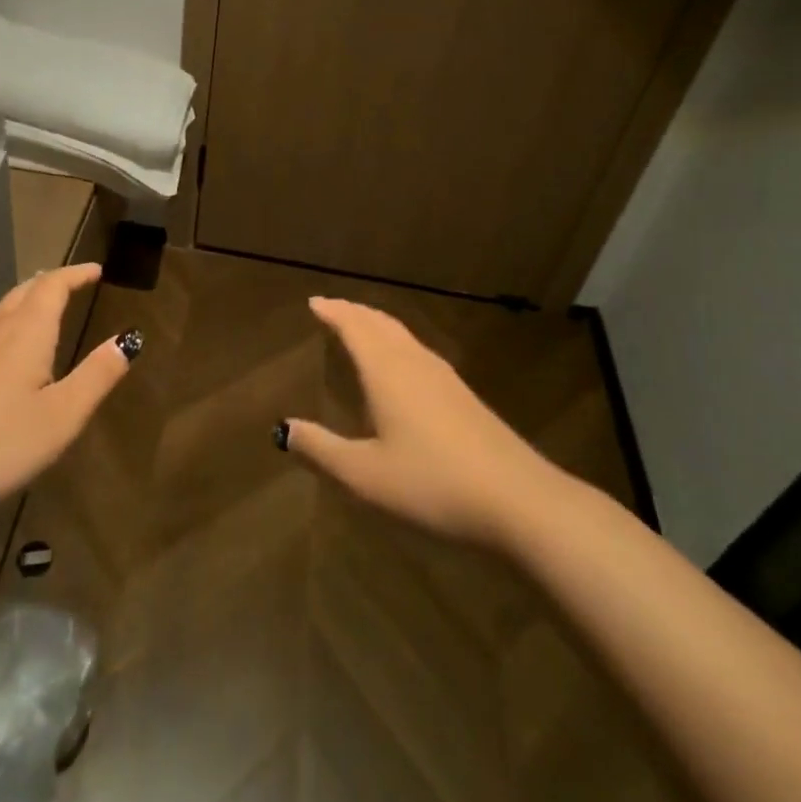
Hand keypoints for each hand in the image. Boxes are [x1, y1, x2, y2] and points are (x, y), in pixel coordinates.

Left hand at [0, 263, 135, 523]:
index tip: (96, 270)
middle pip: (25, 291)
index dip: (76, 274)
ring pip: (3, 310)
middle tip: (74, 282)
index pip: (53, 286)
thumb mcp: (62, 416)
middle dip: (52, 282)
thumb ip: (97, 376)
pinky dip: (11, 323)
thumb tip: (128, 339)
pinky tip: (9, 351)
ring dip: (29, 300)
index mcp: (26, 332)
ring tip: (46, 308)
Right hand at [281, 296, 554, 547]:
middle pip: (381, 324)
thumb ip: (322, 449)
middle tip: (333, 308)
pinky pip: (419, 352)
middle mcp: (414, 363)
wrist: (518, 500)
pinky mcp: (464, 396)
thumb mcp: (365, 475)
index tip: (314, 301)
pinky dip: (398, 343)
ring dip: (378, 325)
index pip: (354, 327)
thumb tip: (282, 428)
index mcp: (387, 372)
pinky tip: (404, 366)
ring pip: (403, 336)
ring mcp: (444, 378)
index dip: (333, 312)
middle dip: (354, 312)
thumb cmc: (432, 484)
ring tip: (362, 327)